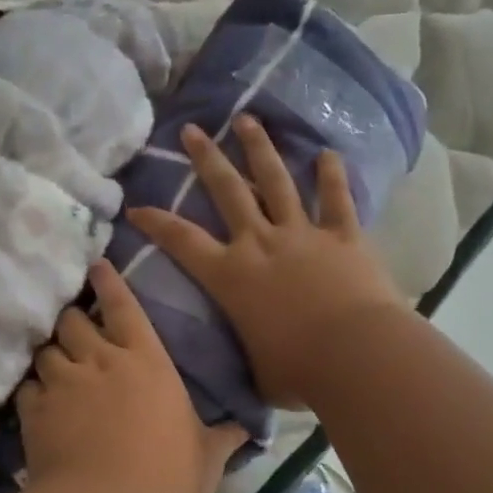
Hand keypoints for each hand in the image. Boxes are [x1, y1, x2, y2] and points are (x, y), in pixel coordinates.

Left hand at [18, 260, 244, 492]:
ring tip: (54, 367)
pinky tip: (38, 403)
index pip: (124, 306)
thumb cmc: (168, 476)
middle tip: (76, 332)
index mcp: (147, 360)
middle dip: (73, 321)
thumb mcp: (206, 458)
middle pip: (74, 320)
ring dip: (51, 355)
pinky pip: (27, 387)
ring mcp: (63, 382)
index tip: (96, 267)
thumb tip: (248, 430)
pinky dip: (32, 391)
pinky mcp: (34, 410)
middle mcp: (101, 360)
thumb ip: (224, 438)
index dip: (108, 282)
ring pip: (45, 350)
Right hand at [126, 116, 404, 408]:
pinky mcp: (343, 236)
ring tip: (247, 120)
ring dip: (260, 150)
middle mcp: (261, 244)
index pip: (182, 242)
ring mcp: (303, 235)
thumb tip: (247, 368)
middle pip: (228, 191)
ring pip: (277, 181)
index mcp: (231, 277)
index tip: (137, 206)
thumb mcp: (258, 372)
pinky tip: (328, 154)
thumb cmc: (298, 372)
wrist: (355, 355)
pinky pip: (336, 200)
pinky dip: (332, 176)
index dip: (157, 223)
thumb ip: (249, 357)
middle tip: (192, 129)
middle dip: (206, 158)